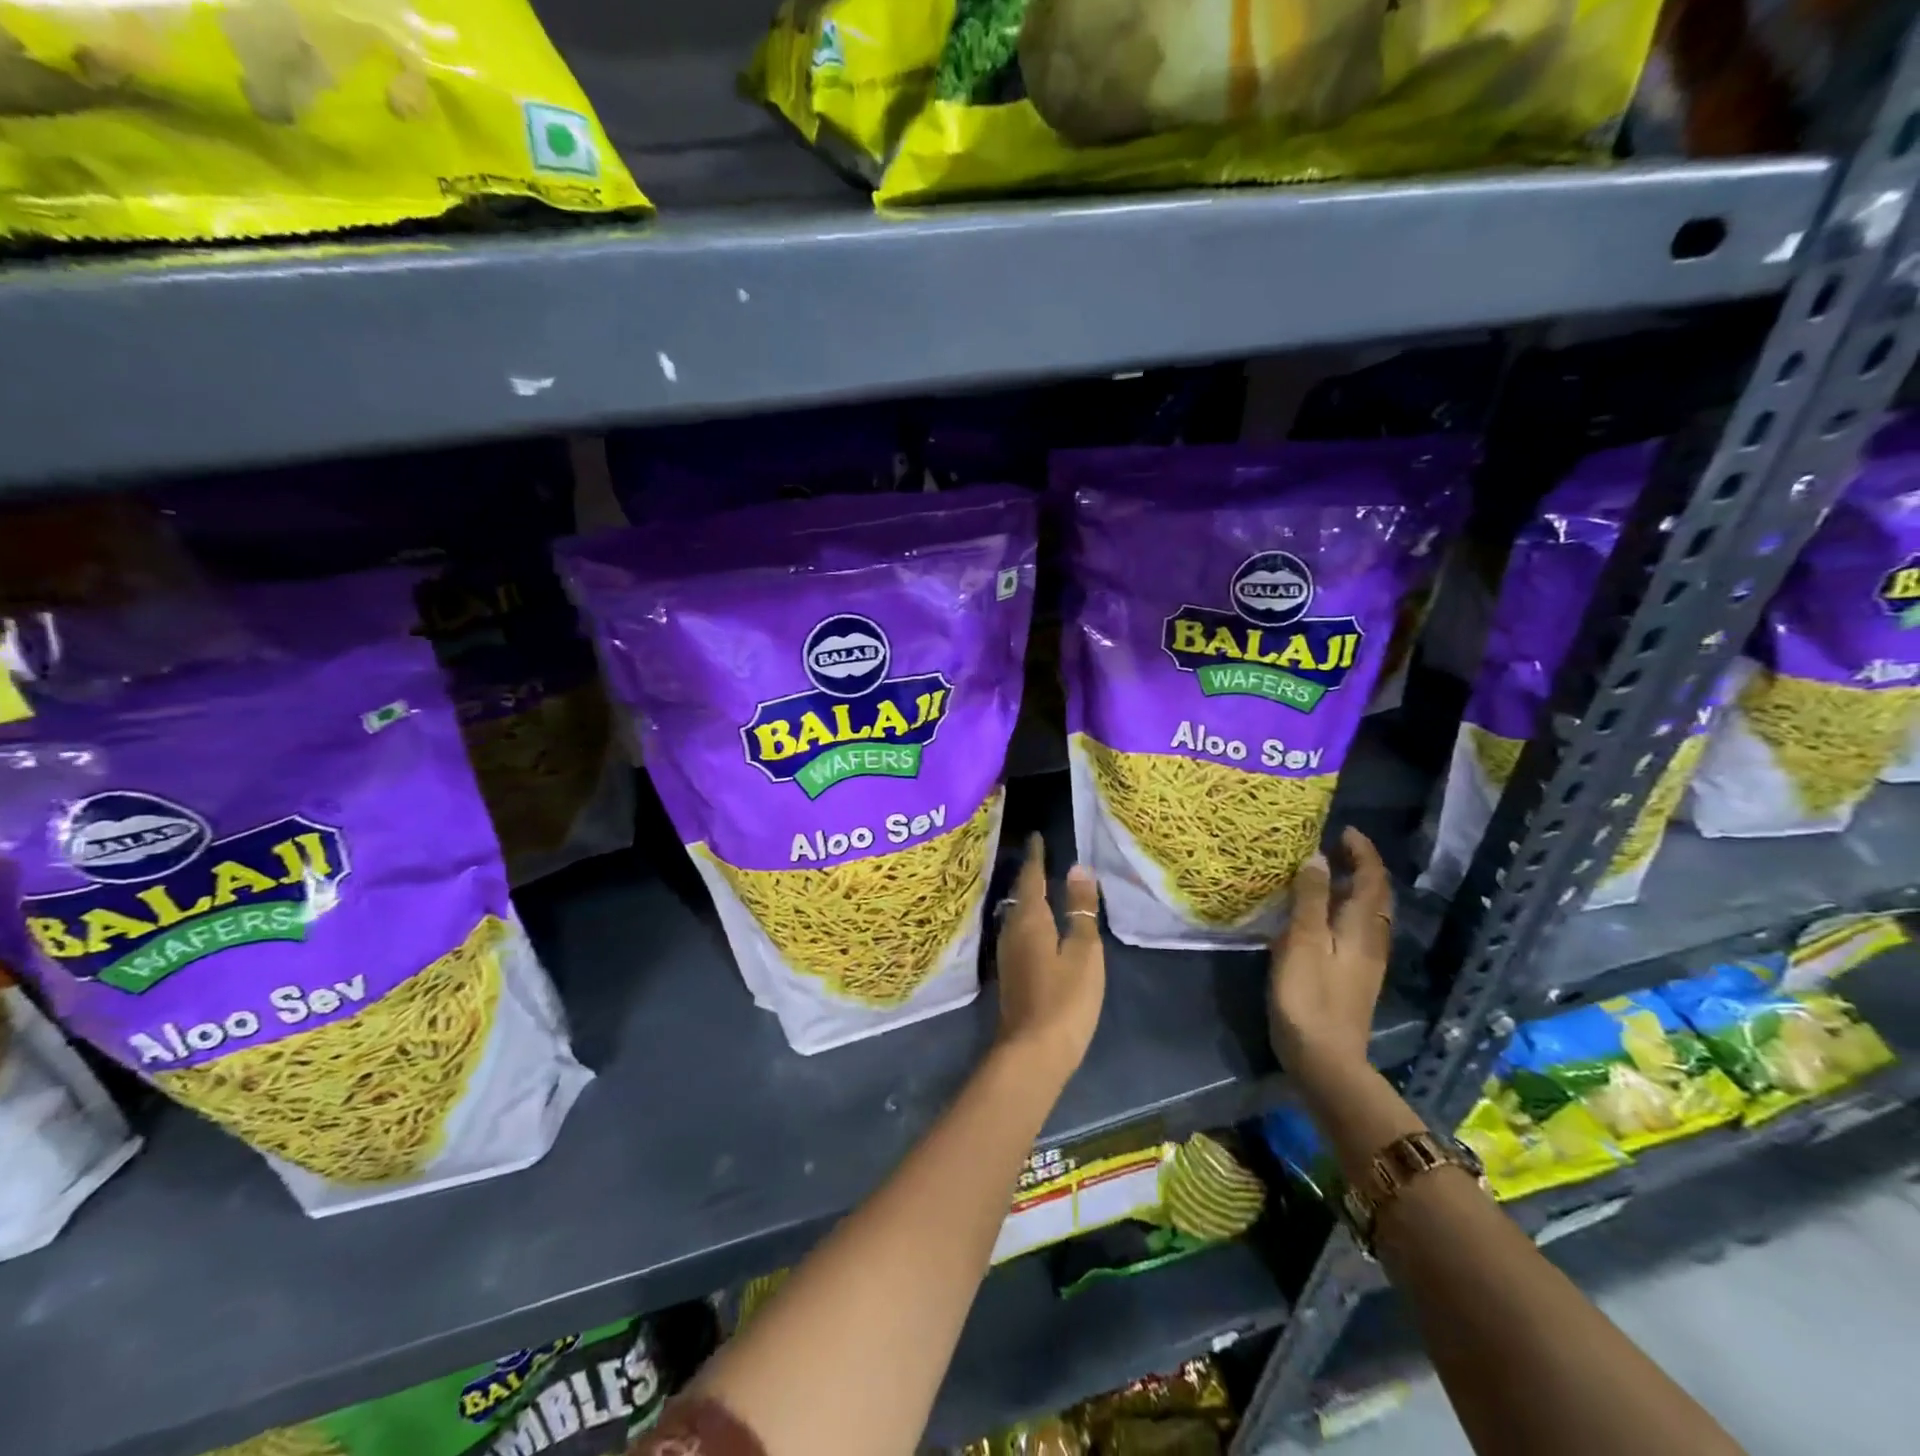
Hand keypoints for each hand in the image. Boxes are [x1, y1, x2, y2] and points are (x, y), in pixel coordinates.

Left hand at [995, 833, 1105, 1078]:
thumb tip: (1077, 868)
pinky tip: (1037, 924)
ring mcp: (1008, 954)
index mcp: (1029, 919)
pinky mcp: (1011, 973)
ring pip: (1017, 914)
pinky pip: (1019, 931)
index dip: (1036, 856)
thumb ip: (1080, 910)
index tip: (1037, 836)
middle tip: (1042, 856)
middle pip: (1021, 894)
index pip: (1032, 877)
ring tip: (1042, 885)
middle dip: (1030, 874)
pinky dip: (1029, 918)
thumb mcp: (1083, 951)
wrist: (1033, 1052)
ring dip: (1028, 897)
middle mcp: (1012, 930)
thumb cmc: (1064, 999)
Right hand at [1268, 827, 1392, 1076]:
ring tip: (1323, 873)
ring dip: (1352, 888)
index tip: (1344, 830)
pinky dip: (1341, 909)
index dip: (1363, 852)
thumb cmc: (1309, 996)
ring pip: (1365, 913)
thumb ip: (1310, 899)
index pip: (1373, 879)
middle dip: (1360, 867)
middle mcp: (1370, 940)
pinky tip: (1317, 915)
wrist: (1325, 1059)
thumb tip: (1318, 858)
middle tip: (1333, 846)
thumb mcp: (1303, 941)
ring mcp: (1364, 962)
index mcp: (1361, 927)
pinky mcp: (1351, 977)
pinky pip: (1353, 929)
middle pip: (1374, 895)